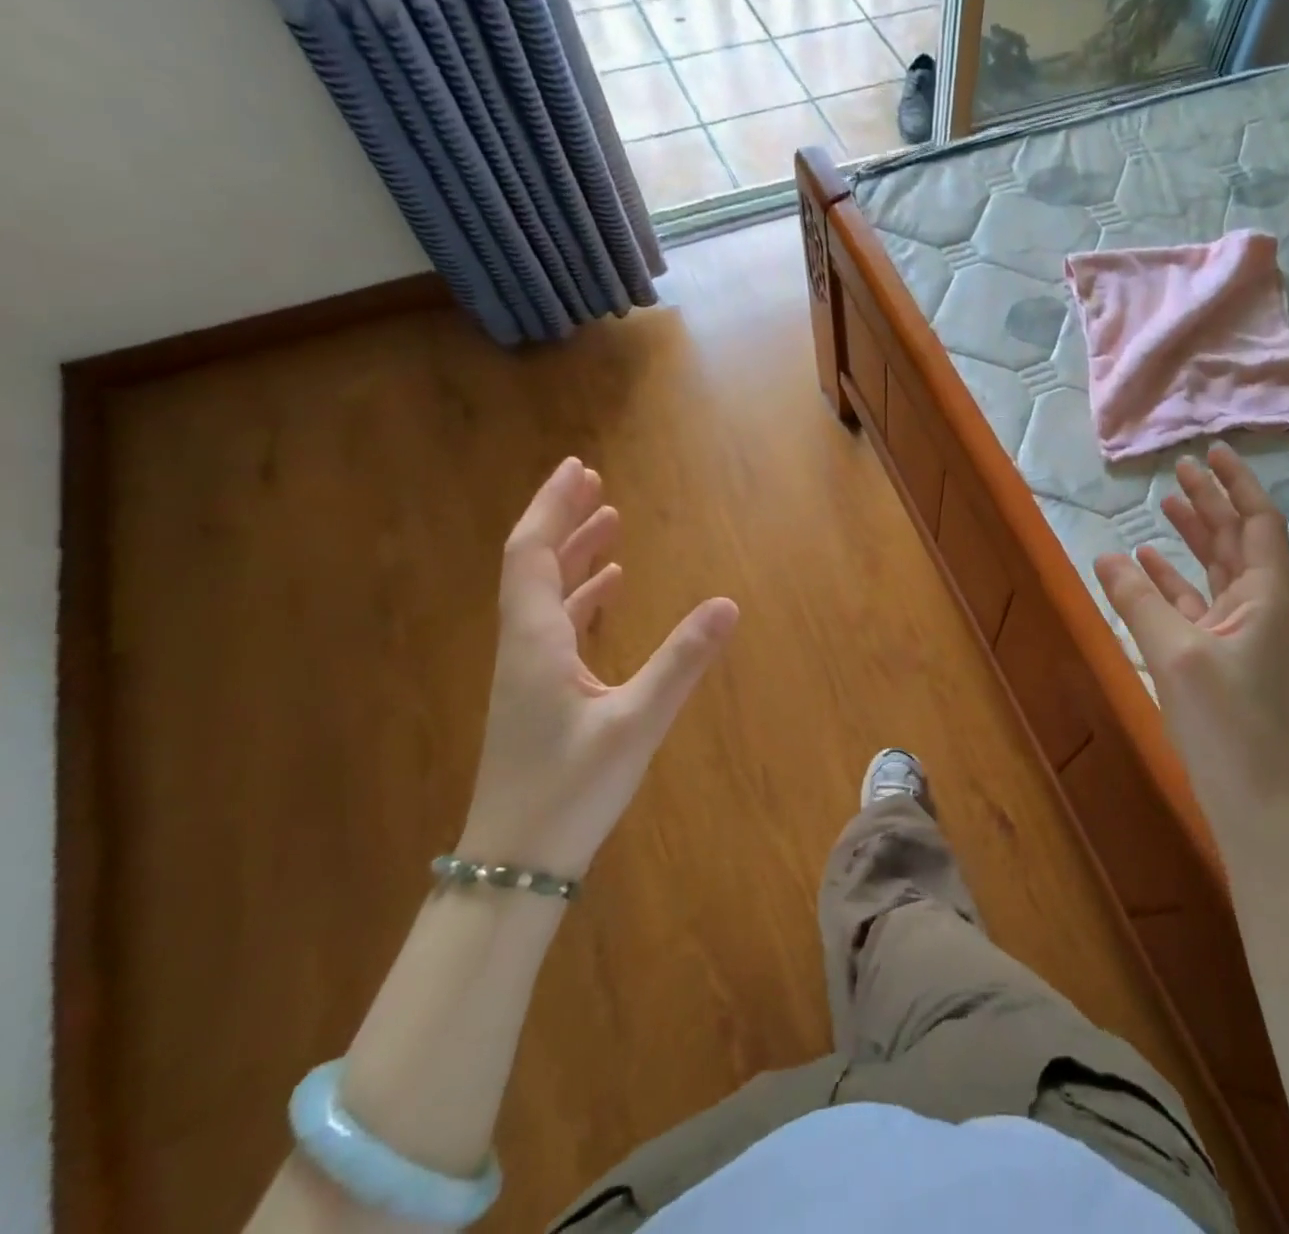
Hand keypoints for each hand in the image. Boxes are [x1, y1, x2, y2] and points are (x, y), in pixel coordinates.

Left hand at [457, 458, 737, 878]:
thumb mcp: (635, 723)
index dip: (552, 508)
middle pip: (533, 565)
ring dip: (573, 554)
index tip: (578, 469)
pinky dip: (581, 596)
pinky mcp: (540, 694)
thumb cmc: (569, 791)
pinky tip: (608, 591)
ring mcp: (528, 672)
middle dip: (562, 519)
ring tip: (608, 524)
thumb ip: (682, 661)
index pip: (532, 555)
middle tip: (593, 482)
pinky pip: (557, 625)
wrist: (515, 864)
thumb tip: (728, 603)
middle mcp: (523, 646)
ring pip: (545, 594)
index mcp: (534, 642)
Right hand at [1094, 442, 1288, 796]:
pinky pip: (1196, 603)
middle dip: (1211, 502)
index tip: (1212, 451)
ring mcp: (1241, 632)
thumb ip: (1139, 601)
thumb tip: (1107, 556)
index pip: (1258, 522)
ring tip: (1162, 506)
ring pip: (1216, 569)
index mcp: (1266, 596)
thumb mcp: (1175, 653)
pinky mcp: (1220, 655)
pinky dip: (1172, 581)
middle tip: (1180, 470)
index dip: (1237, 483)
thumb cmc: (1223, 720)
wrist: (1250, 796)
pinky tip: (1144, 566)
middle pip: (1237, 539)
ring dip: (1193, 537)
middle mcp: (1259, 606)